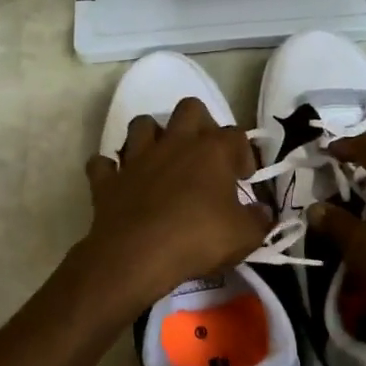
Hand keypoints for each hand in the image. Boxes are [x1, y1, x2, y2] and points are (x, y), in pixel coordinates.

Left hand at [82, 98, 270, 311]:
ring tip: (161, 159)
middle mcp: (174, 143)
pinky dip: (110, 170)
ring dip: (151, 136)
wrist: (136, 256)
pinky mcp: (108, 180)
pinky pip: (102, 164)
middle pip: (189, 109)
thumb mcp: (244, 237)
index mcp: (211, 150)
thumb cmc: (197, 239)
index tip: (244, 178)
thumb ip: (258, 220)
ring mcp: (137, 158)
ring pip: (141, 124)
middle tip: (205, 154)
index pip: (236, 135)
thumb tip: (263, 212)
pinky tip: (119, 182)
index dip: (244, 154)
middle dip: (199, 123)